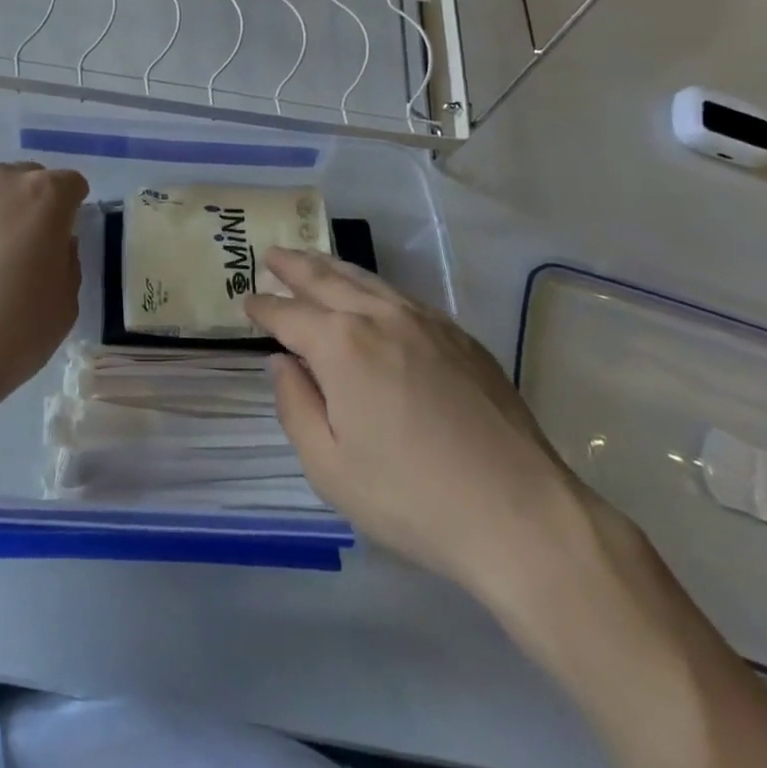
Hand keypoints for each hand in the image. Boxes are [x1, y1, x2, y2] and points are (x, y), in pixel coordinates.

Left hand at [0, 161, 88, 430]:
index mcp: (45, 195)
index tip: (63, 240)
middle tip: (27, 250)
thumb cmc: (13, 330)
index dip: (72, 210)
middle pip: (27, 181)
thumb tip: (52, 246)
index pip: (71, 184)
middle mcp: (0, 181)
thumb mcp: (66, 302)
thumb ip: (66, 260)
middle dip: (33, 207)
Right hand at [244, 250, 598, 615]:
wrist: (519, 514)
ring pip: (367, 281)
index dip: (264, 308)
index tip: (247, 301)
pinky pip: (402, 296)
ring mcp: (425, 321)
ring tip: (313, 259)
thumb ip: (295, 406)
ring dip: (333, 267)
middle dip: (295, 266)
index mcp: (342, 345)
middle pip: (326, 280)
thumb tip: (282, 362)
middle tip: (272, 253)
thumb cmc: (411, 498)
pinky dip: (373, 286)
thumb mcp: (329, 467)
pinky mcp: (460, 337)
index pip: (290, 315)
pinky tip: (371, 294)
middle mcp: (380, 317)